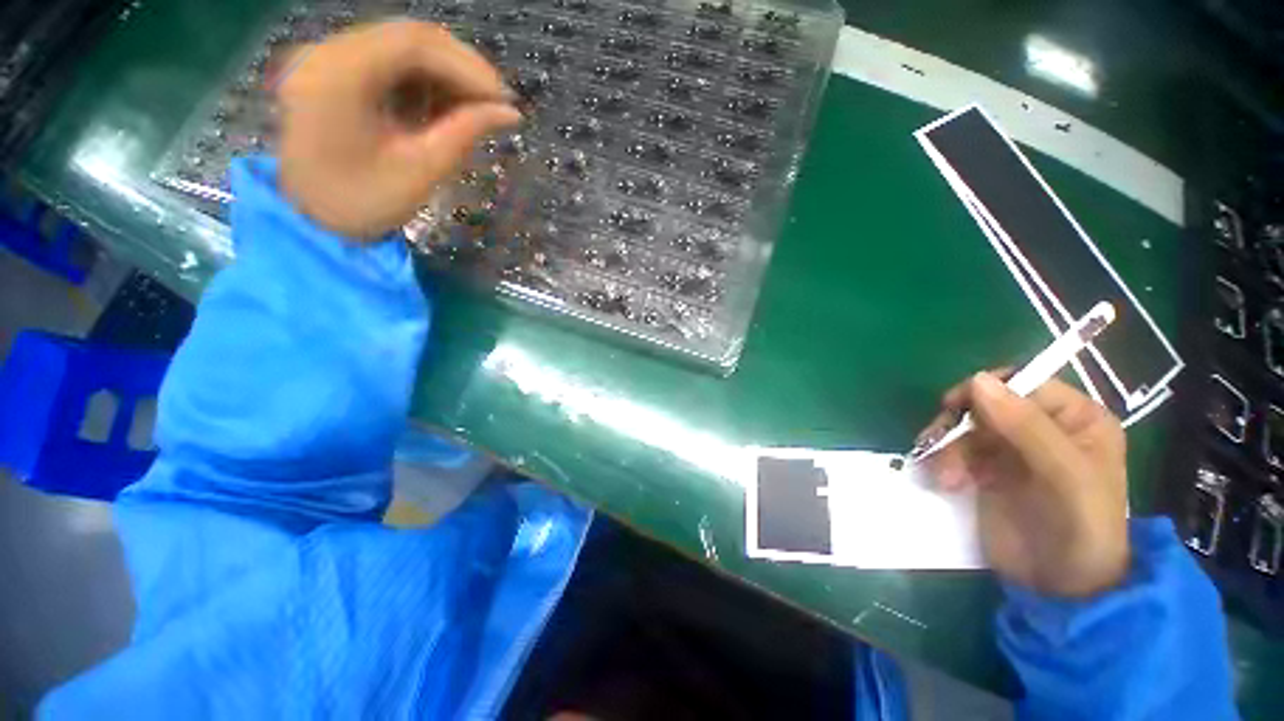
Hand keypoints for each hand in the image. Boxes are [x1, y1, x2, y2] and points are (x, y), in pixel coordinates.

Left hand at [275, 21, 520, 238]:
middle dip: (461, 67)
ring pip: (401, 45)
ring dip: (446, 73)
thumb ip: (465, 132)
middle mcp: (327, 51)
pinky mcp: (334, 69)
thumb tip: (510, 113)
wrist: (311, 218)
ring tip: (478, 107)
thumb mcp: (421, 170)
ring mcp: (327, 57)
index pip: (414, 45)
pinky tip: (446, 105)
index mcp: (339, 75)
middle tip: (497, 102)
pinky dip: (424, 79)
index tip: (504, 99)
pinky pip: (388, 60)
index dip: (468, 67)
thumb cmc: (364, 203)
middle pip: (408, 37)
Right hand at [923, 372, 1129, 597]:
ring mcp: (1011, 450)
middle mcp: (1041, 427)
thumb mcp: (1064, 475)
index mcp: (1075, 418)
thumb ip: (1026, 427)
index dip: (986, 390)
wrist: (1060, 588)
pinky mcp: (985, 470)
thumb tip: (976, 380)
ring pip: (962, 427)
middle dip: (958, 426)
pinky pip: (953, 450)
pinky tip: (942, 481)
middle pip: (983, 404)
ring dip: (946, 447)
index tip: (955, 408)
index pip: (1021, 383)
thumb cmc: (1080, 528)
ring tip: (944, 477)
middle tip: (940, 448)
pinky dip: (941, 460)